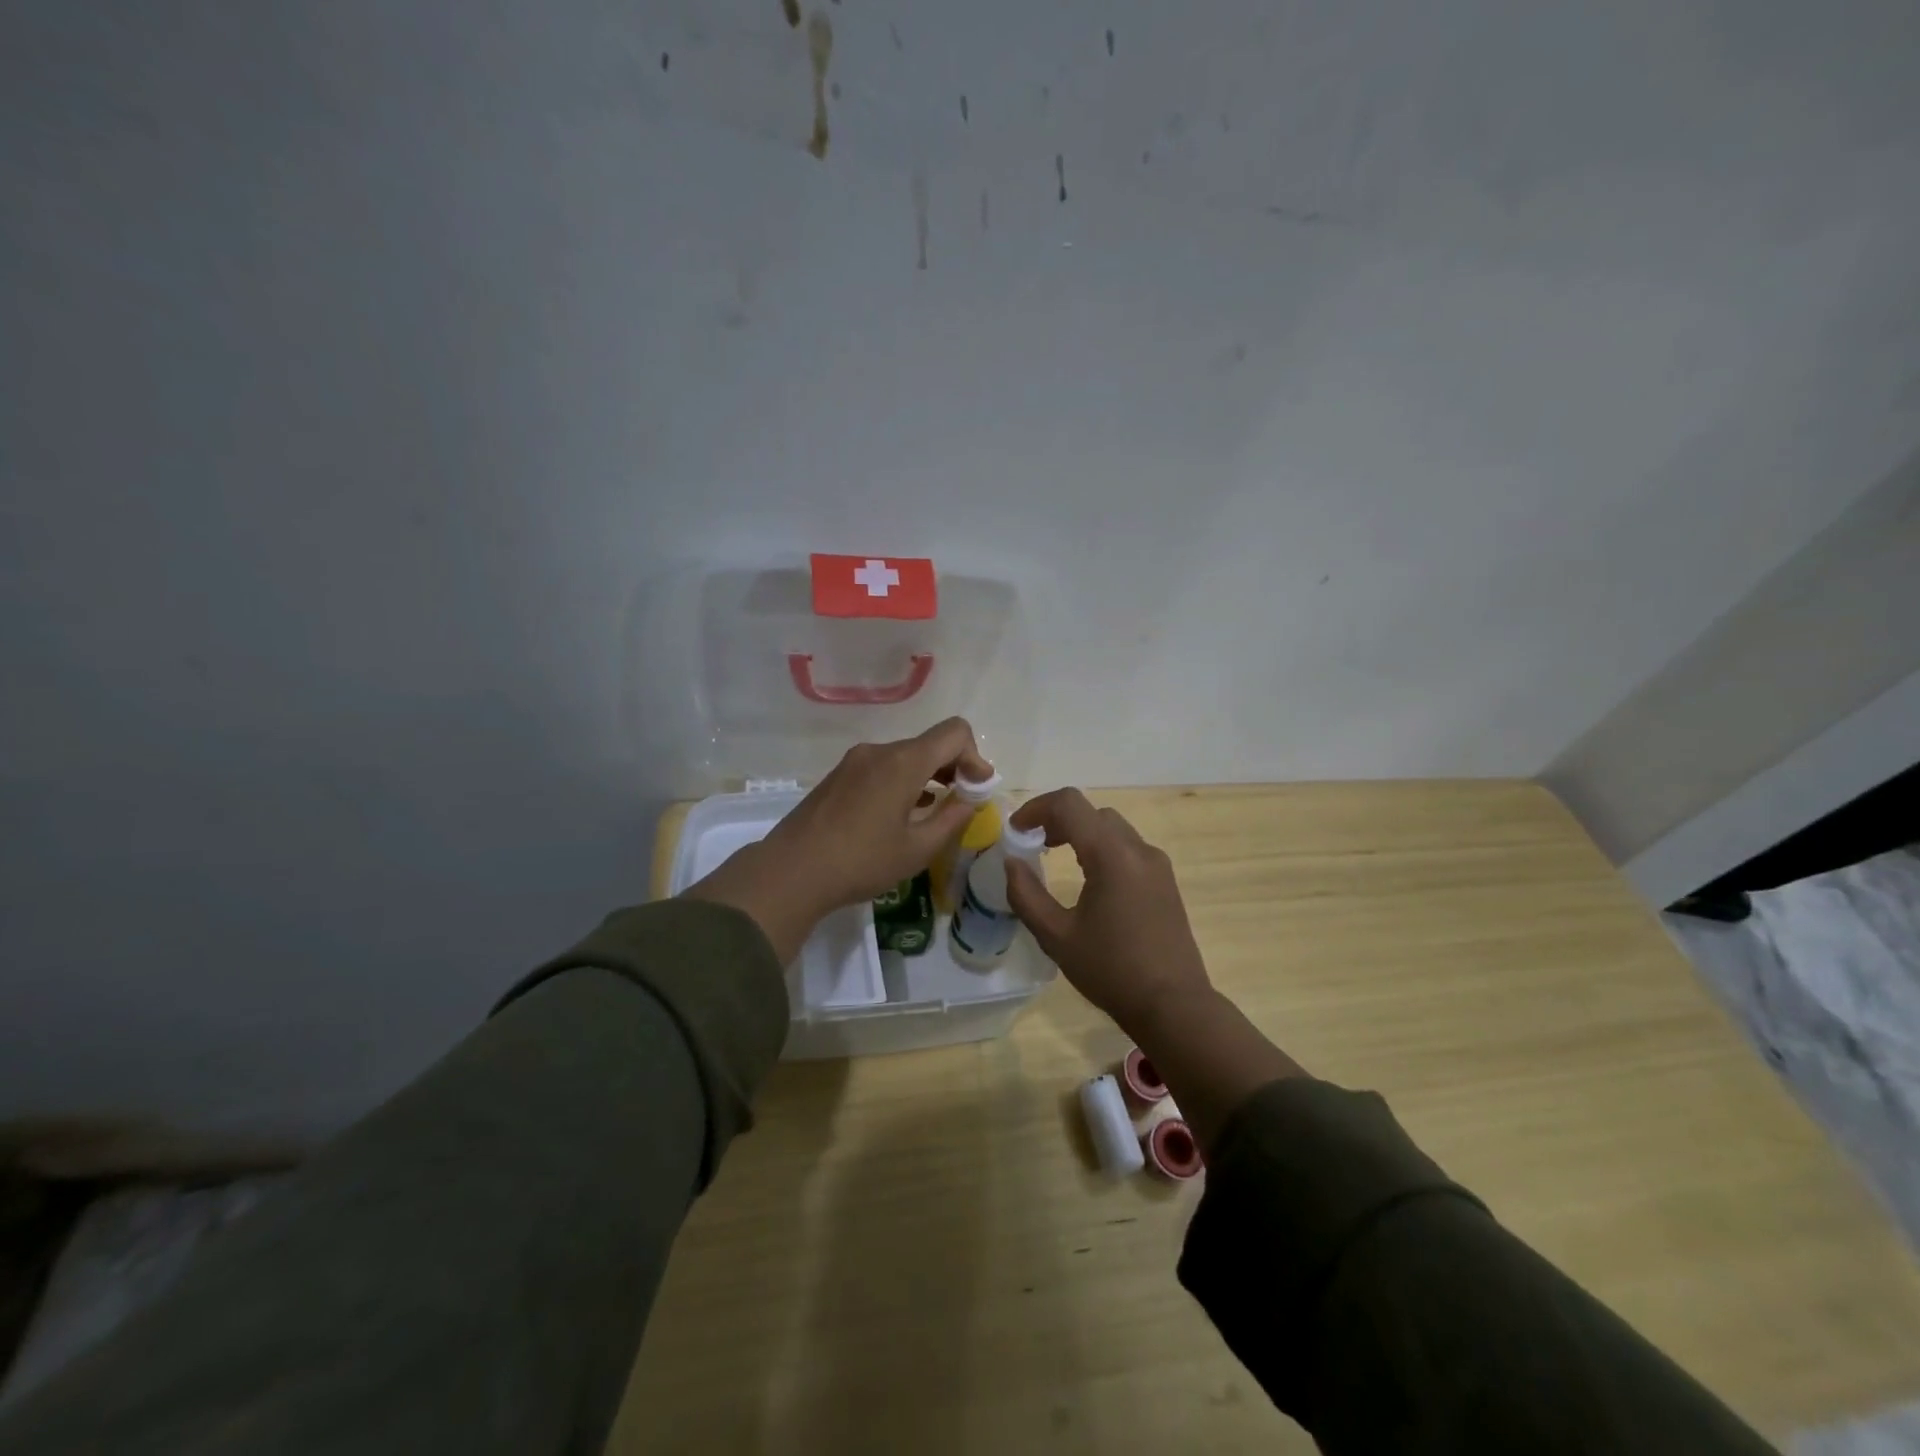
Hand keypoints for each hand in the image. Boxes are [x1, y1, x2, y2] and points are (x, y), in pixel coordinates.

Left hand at [686, 718, 989, 961]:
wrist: (791, 872)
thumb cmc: (861, 862)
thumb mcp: (918, 849)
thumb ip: (952, 819)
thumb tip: (970, 799)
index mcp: (903, 762)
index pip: (954, 732)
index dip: (975, 756)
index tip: (977, 789)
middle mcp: (879, 751)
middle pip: (930, 744)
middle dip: (954, 767)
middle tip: (962, 803)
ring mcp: (855, 761)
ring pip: (905, 756)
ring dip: (928, 776)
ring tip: (933, 812)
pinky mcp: (838, 776)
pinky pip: (882, 767)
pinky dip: (902, 782)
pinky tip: (900, 814)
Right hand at [1004, 788, 1212, 1035]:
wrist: (1173, 1006)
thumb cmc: (1111, 971)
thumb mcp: (1056, 936)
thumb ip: (1026, 894)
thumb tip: (1011, 862)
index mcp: (1112, 855)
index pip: (1069, 804)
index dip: (1036, 808)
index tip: (1015, 831)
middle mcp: (1138, 849)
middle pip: (1092, 812)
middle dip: (1057, 819)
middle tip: (1033, 844)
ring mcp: (1157, 864)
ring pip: (1112, 827)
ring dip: (1081, 831)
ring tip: (1056, 856)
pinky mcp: (1165, 881)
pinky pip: (1128, 847)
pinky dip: (1102, 847)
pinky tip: (1089, 878)